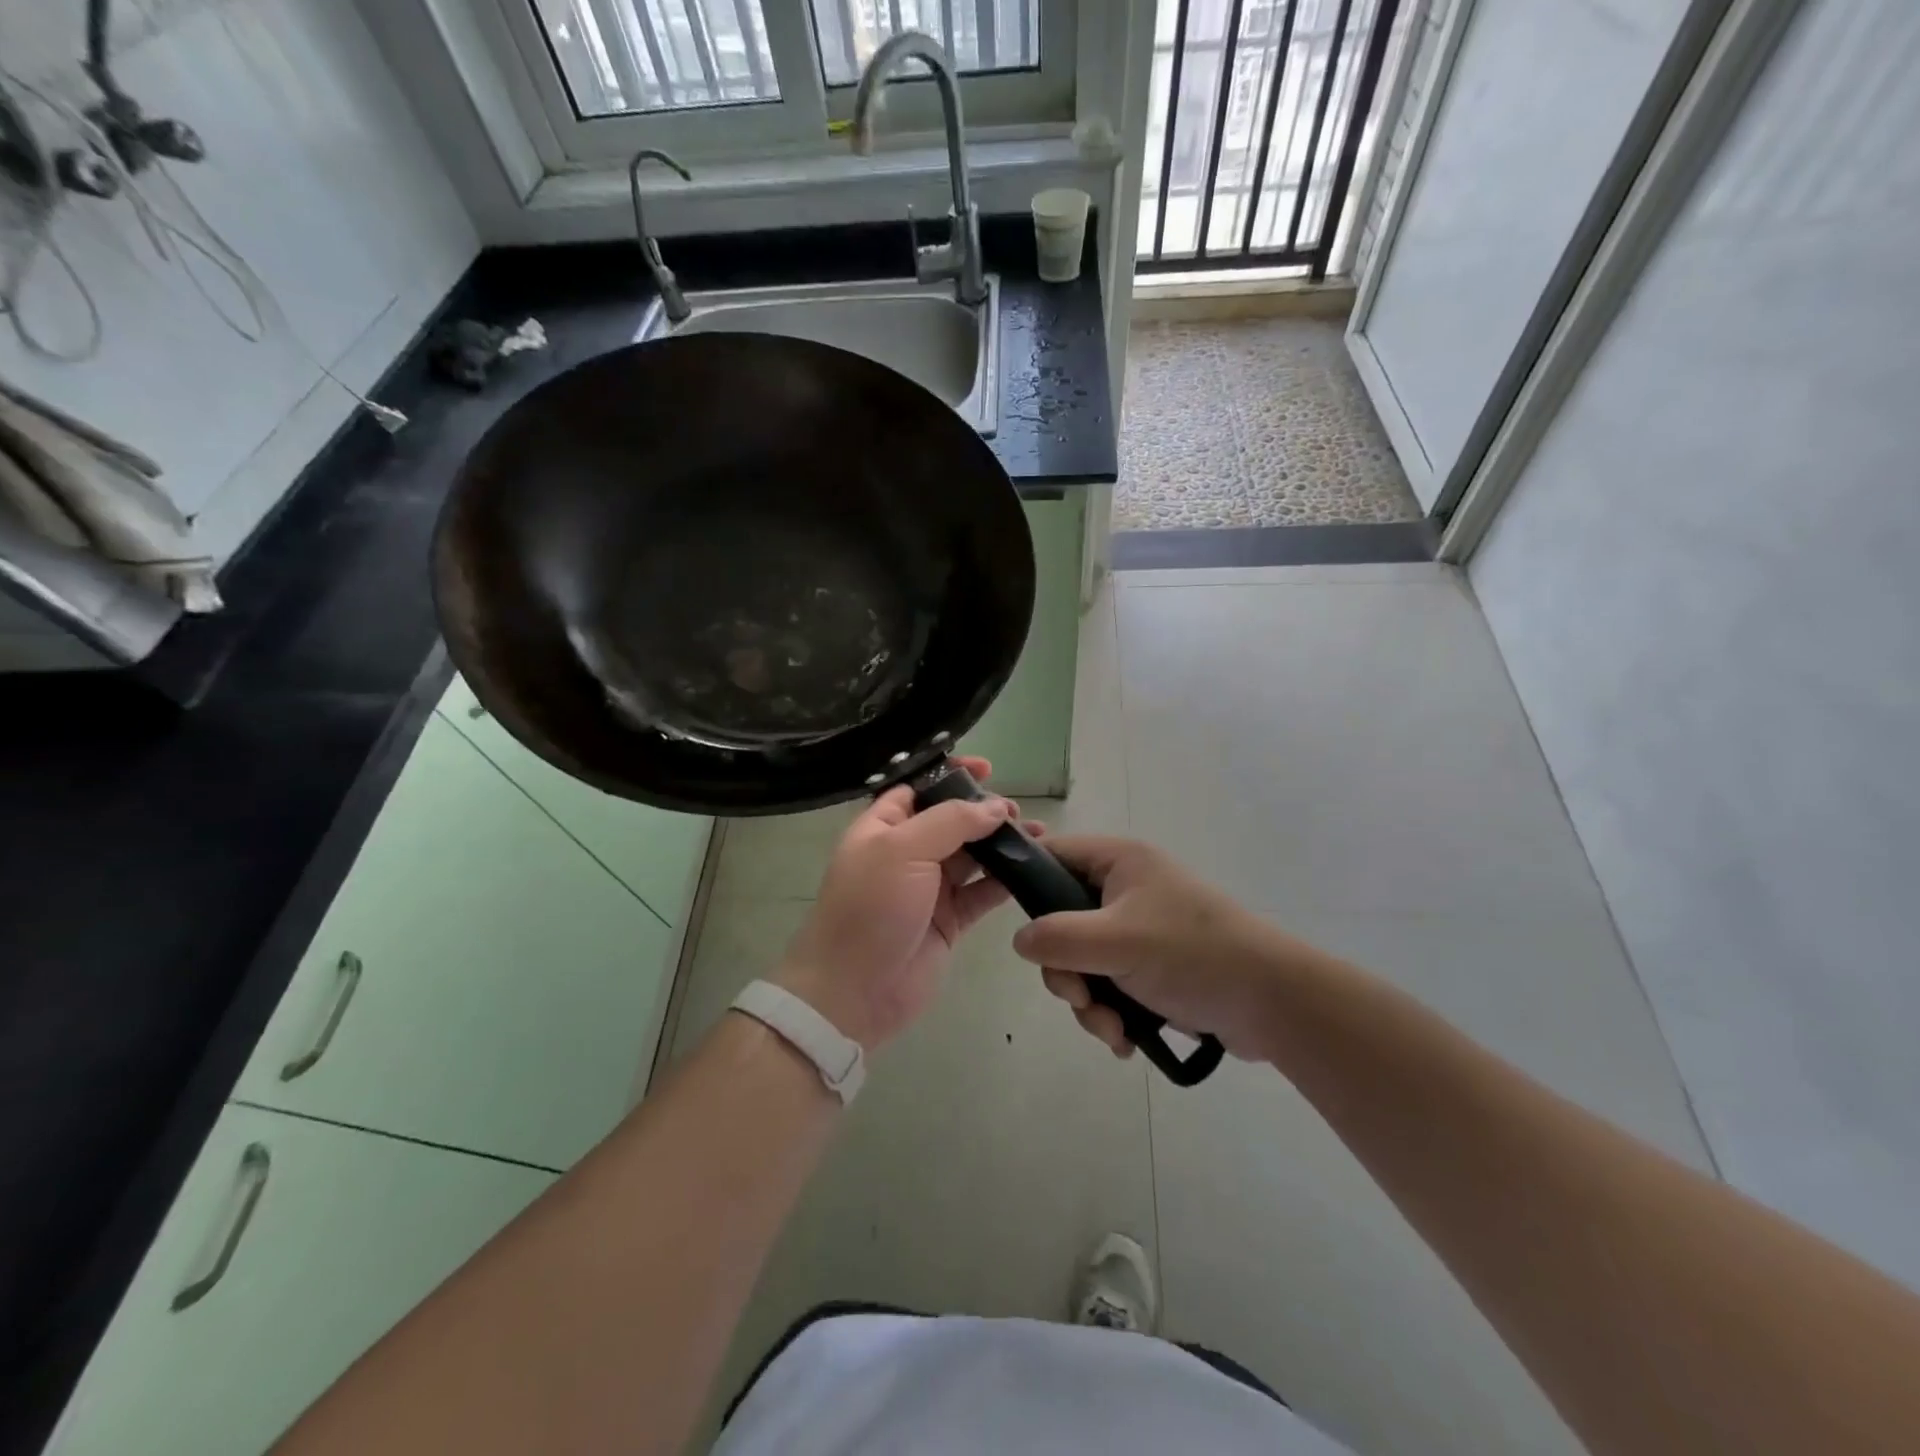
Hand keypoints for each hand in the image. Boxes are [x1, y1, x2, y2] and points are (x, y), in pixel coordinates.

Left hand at [778, 757, 1022, 1052]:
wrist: (855, 991)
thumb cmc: (870, 907)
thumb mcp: (902, 850)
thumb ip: (951, 821)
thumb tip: (995, 807)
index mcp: (883, 827)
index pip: (920, 789)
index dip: (952, 775)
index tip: (987, 769)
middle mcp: (907, 851)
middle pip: (952, 819)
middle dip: (984, 809)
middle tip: (1015, 810)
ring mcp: (930, 887)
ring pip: (973, 854)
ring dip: (1002, 842)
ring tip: (1036, 833)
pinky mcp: (951, 920)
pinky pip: (983, 891)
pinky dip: (1006, 879)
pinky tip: (1032, 866)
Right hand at [1011, 835, 1319, 1062]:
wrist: (1273, 1003)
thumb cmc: (1192, 954)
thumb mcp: (1117, 941)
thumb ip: (1058, 938)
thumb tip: (1020, 941)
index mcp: (1119, 863)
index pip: (1054, 855)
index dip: (1027, 882)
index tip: (1018, 926)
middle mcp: (1125, 890)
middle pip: (1062, 921)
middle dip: (1066, 970)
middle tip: (1080, 996)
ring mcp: (1139, 931)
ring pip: (1083, 962)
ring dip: (1089, 1002)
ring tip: (1113, 1029)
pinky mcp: (1153, 968)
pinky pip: (1109, 985)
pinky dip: (1111, 1014)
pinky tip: (1126, 1039)